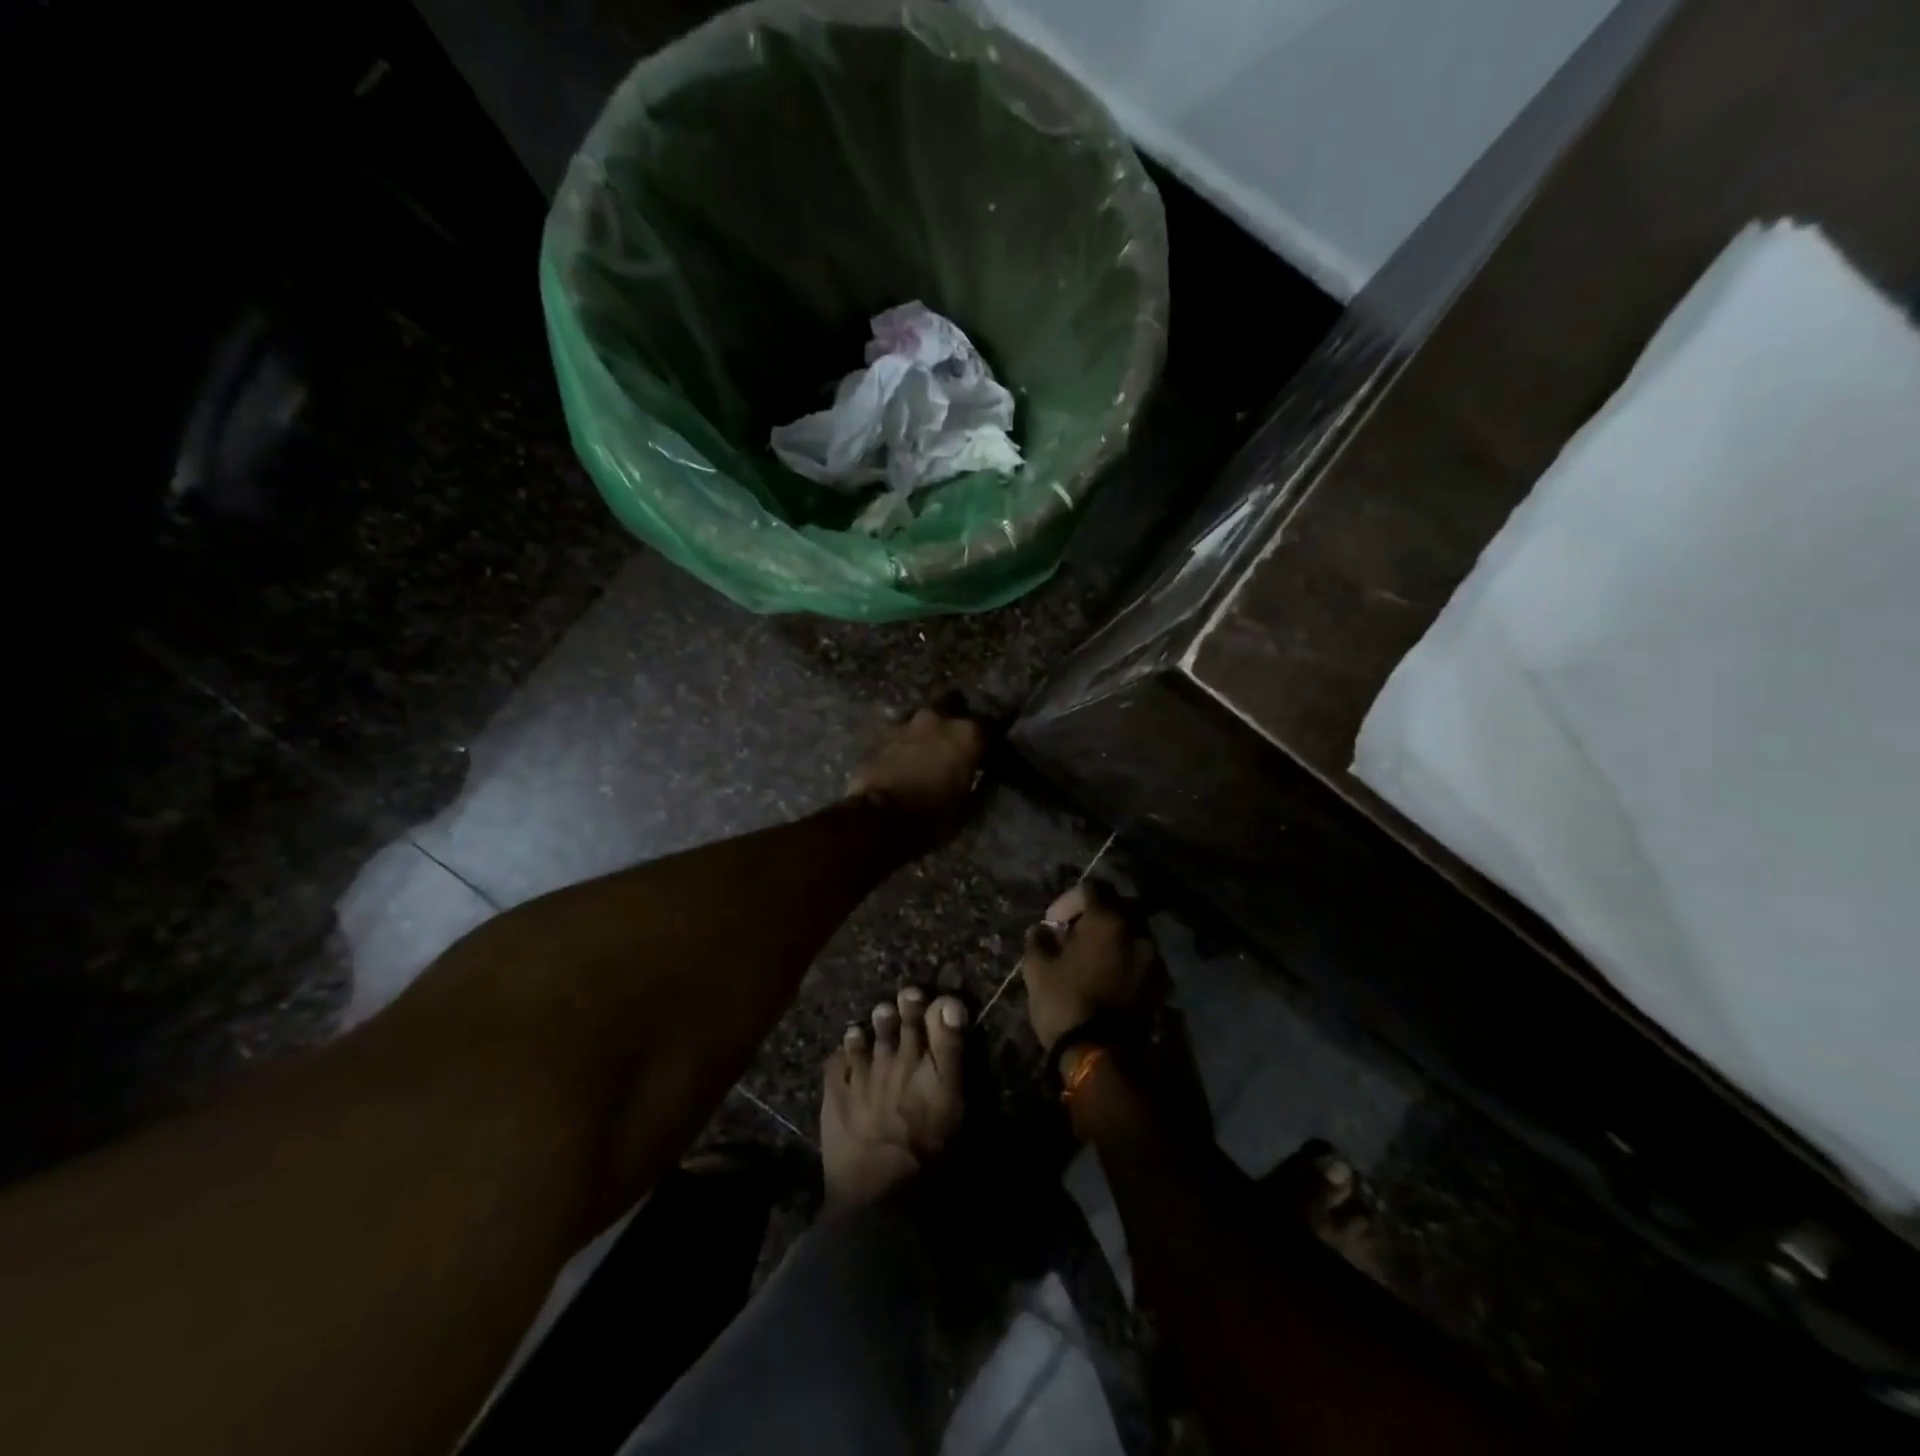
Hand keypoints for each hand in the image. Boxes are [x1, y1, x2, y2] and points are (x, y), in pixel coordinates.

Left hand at [846, 705, 987, 846]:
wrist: (880, 820)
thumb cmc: (933, 817)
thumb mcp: (968, 806)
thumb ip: (976, 781)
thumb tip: (977, 774)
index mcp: (967, 734)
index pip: (990, 727)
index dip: (988, 740)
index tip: (987, 751)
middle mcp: (938, 719)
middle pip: (952, 710)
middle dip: (953, 725)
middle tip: (953, 746)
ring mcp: (905, 723)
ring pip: (922, 722)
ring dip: (926, 734)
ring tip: (925, 754)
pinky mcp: (879, 735)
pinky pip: (899, 736)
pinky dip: (903, 746)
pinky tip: (902, 761)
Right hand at [1021, 880, 1165, 1051]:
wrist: (1104, 1055)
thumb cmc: (1065, 1003)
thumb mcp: (1037, 969)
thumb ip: (1039, 940)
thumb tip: (1042, 930)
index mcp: (1108, 919)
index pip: (1092, 888)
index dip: (1069, 899)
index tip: (1053, 922)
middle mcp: (1138, 931)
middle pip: (1120, 905)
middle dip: (1097, 913)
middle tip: (1076, 932)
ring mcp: (1154, 957)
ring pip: (1134, 931)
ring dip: (1114, 936)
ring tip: (1093, 957)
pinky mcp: (1161, 983)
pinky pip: (1142, 957)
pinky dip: (1126, 958)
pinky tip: (1109, 976)